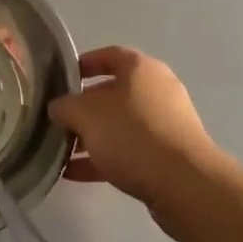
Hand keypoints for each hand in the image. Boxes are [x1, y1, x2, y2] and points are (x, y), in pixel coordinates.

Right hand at [49, 47, 217, 219]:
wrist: (185, 186)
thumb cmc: (133, 135)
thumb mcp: (87, 115)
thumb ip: (66, 107)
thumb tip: (57, 108)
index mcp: (141, 68)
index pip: (108, 55)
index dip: (84, 64)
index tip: (62, 79)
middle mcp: (157, 89)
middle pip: (113, 93)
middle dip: (84, 108)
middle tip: (59, 121)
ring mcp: (167, 124)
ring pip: (121, 124)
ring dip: (93, 136)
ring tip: (63, 151)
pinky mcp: (170, 156)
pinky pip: (131, 150)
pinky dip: (105, 158)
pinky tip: (76, 174)